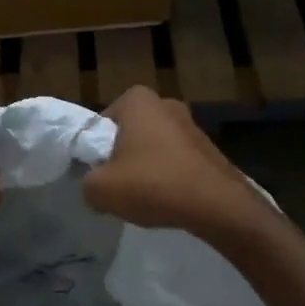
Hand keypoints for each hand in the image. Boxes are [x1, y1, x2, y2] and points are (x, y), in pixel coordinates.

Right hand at [82, 86, 263, 239]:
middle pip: (130, 133)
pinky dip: (169, 177)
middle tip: (119, 184)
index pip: (103, 121)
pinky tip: (168, 200)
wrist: (217, 205)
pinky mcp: (209, 148)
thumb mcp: (100, 189)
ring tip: (145, 197)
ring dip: (147, 168)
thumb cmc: (152, 184)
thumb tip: (95, 186)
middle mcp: (166, 103)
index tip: (100, 172)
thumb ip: (87, 183)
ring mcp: (192, 125)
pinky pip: (177, 161)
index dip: (96, 148)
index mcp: (138, 100)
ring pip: (154, 148)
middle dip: (123, 156)